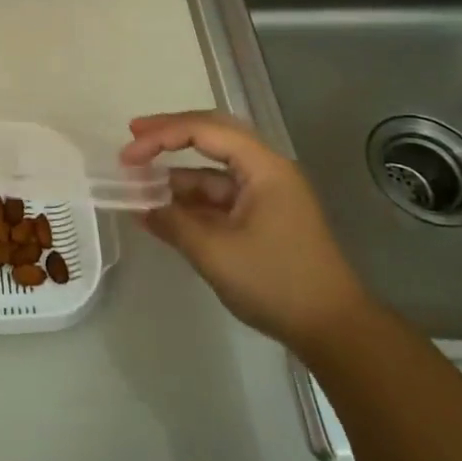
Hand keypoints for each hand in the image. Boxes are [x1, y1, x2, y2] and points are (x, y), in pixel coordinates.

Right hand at [121, 111, 367, 351]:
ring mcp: (266, 195)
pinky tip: (161, 210)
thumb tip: (141, 207)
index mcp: (264, 168)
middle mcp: (266, 171)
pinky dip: (190, 200)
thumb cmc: (277, 282)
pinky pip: (219, 197)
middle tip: (133, 137)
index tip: (127, 154)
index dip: (161, 136)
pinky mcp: (263, 218)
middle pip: (213, 136)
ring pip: (214, 170)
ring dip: (177, 174)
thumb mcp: (215, 252)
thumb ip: (173, 223)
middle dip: (170, 135)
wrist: (334, 330)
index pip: (205, 130)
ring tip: (138, 181)